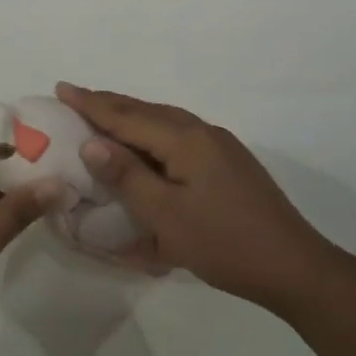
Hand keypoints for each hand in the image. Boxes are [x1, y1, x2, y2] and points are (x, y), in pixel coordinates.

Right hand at [56, 83, 347, 313]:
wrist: (295, 267)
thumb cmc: (224, 243)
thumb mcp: (166, 216)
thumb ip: (127, 176)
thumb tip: (91, 142)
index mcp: (185, 139)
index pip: (127, 115)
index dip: (91, 103)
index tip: (61, 87)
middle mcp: (203, 132)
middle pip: (146, 111)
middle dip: (109, 104)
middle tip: (76, 98)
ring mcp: (220, 147)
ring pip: (165, 122)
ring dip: (132, 117)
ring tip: (104, 117)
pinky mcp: (230, 164)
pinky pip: (180, 137)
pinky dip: (154, 135)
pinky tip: (147, 148)